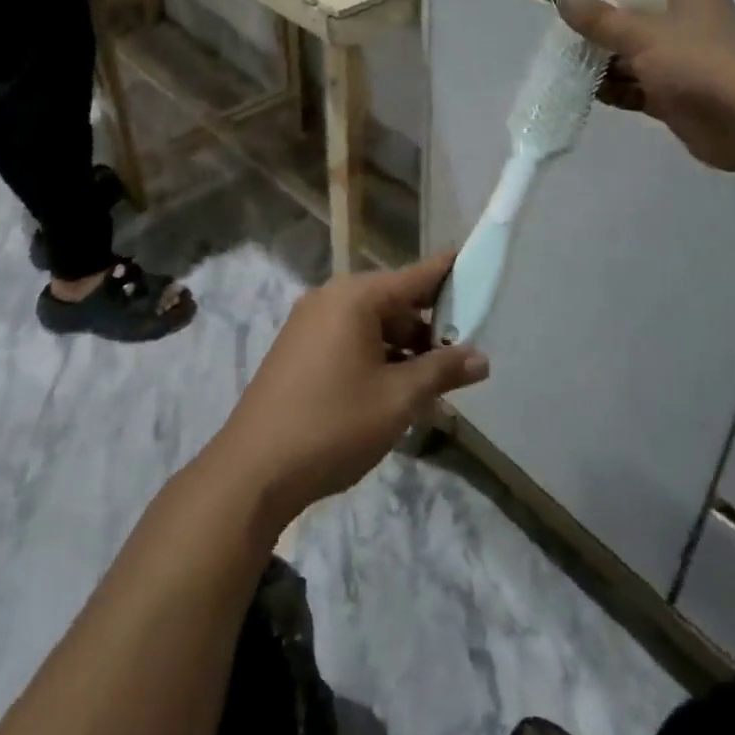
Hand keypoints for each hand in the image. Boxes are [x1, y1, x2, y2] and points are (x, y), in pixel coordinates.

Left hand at [208, 253, 488, 533]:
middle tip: (463, 356)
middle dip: (429, 328)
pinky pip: (348, 341)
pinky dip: (376, 358)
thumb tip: (481, 358)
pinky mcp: (297, 350)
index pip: (415, 276)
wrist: (253, 470)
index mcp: (354, 298)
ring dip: (403, 350)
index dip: (448, 272)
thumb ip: (442, 371)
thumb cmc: (334, 424)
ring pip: (371, 326)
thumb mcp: (398, 398)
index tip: (476, 265)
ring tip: (435, 385)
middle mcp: (329, 299)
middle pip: (393, 302)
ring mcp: (308, 324)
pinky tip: (396, 392)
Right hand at [556, 0, 734, 171]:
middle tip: (580, 38)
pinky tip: (599, 97)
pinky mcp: (685, 99)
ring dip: (613, 64)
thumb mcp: (641, 35)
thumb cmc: (698, 63)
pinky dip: (624, 91)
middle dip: (612, 28)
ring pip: (643, 58)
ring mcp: (690, 65)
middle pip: (648, 19)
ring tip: (581, 70)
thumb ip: (599, 19)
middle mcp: (695, 26)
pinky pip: (646, 90)